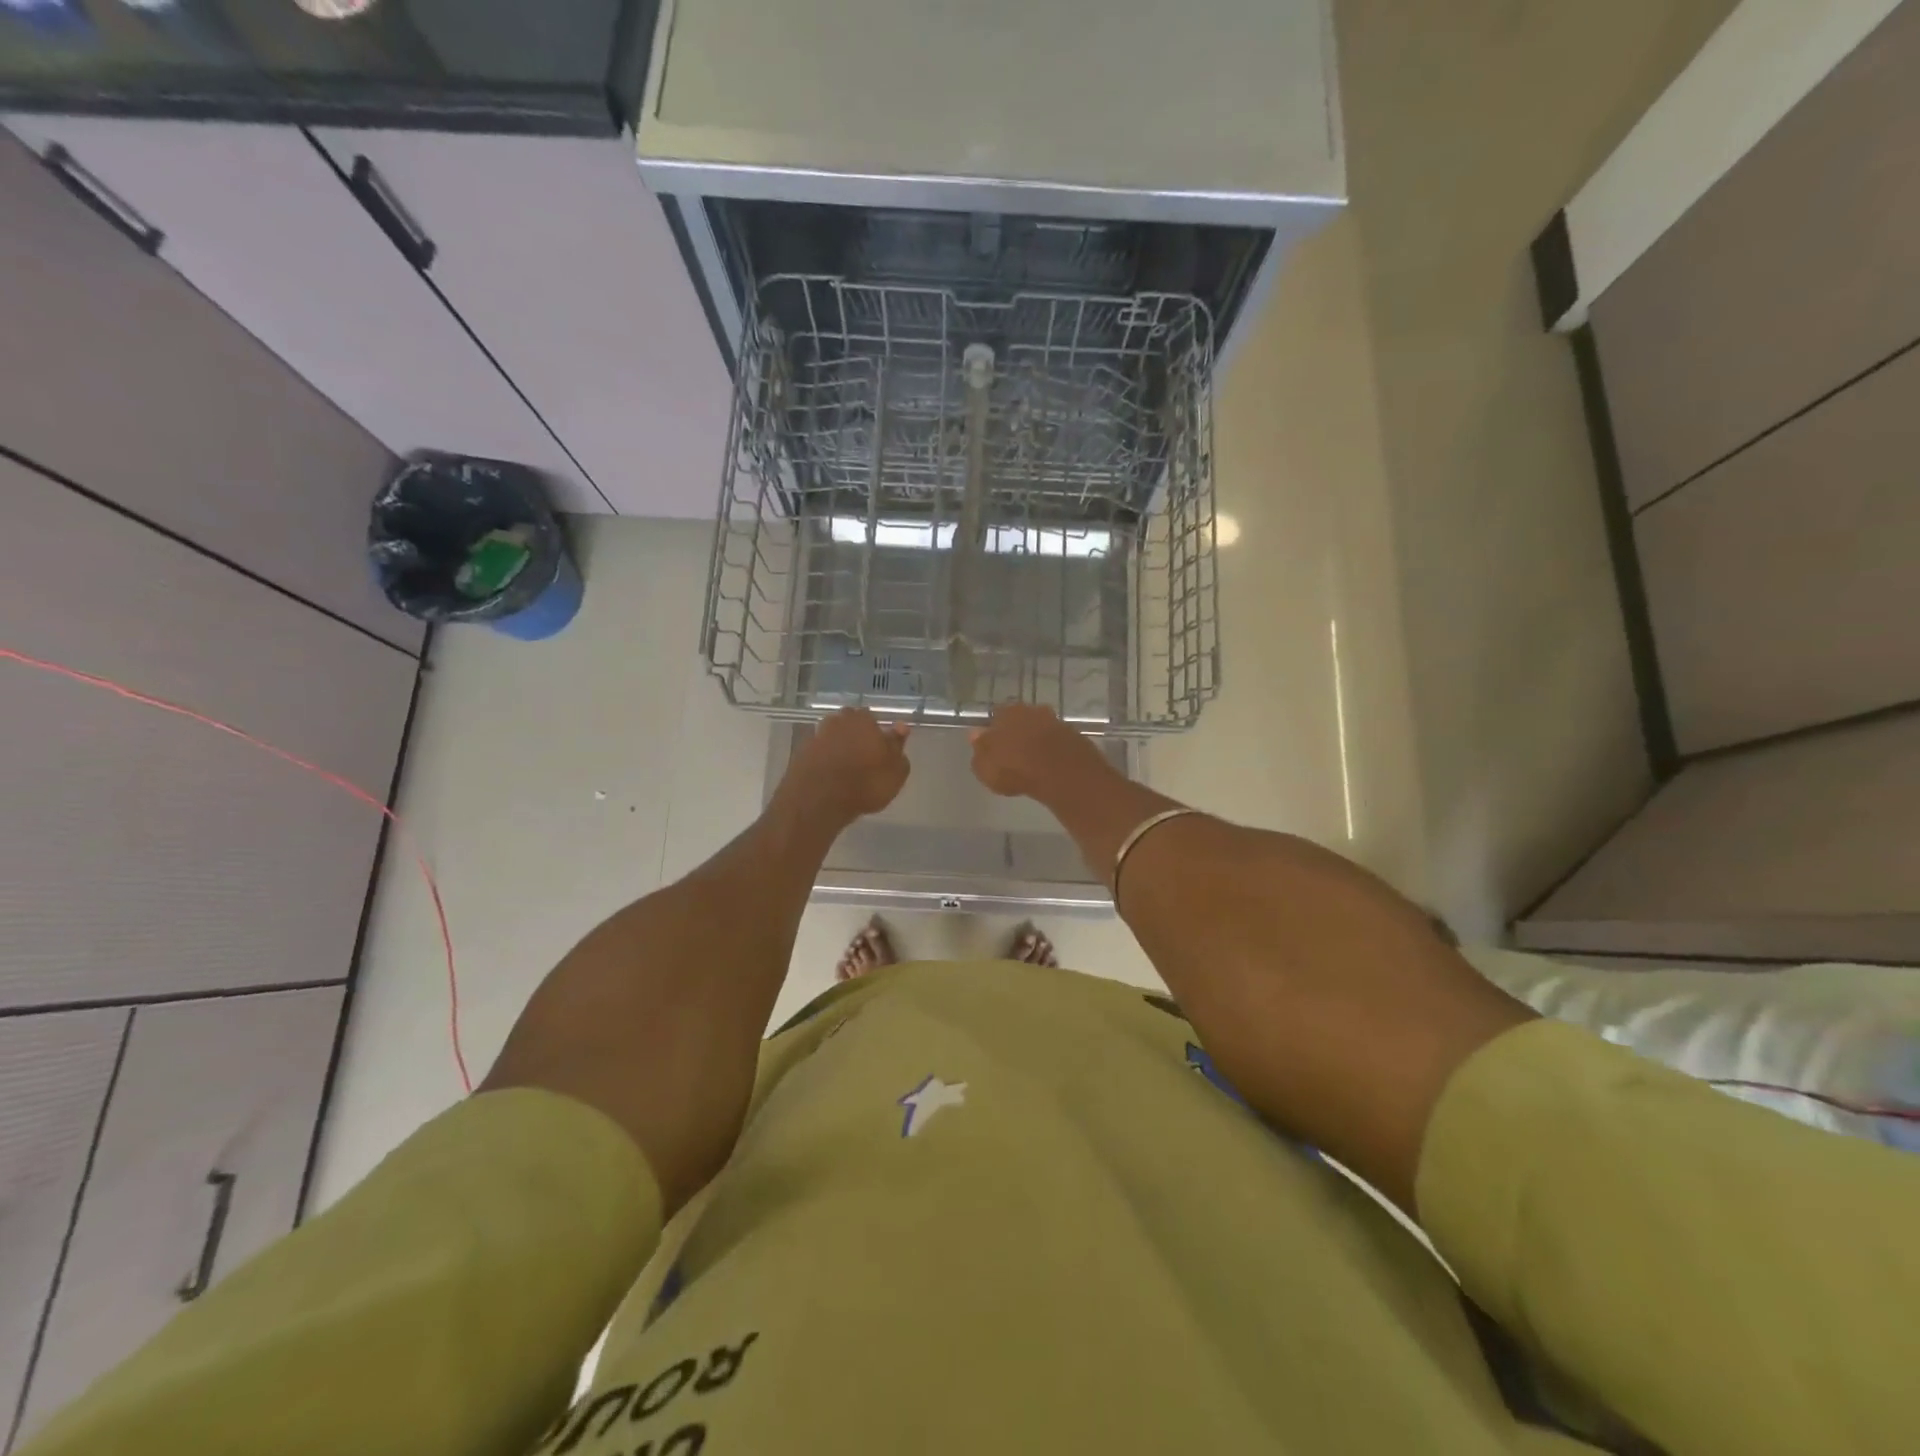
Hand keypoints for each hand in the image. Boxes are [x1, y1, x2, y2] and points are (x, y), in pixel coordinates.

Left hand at [784, 707, 911, 823]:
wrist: (818, 800)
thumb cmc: (865, 783)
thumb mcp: (895, 771)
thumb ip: (898, 746)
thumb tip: (901, 727)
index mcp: (863, 719)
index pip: (872, 719)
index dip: (876, 734)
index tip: (880, 750)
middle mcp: (837, 721)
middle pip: (849, 725)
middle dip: (855, 737)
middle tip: (863, 759)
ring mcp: (816, 736)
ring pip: (832, 738)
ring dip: (838, 749)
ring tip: (846, 772)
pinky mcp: (799, 754)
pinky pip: (818, 754)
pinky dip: (824, 762)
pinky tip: (830, 779)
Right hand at [969, 704, 1117, 803]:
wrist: (1063, 773)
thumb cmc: (1015, 769)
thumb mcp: (985, 768)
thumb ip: (979, 750)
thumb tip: (975, 735)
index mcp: (1006, 712)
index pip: (995, 716)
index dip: (994, 731)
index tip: (994, 746)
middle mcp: (1031, 710)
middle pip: (1020, 719)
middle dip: (1017, 732)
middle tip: (1013, 753)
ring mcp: (1056, 721)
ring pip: (1040, 728)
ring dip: (1036, 740)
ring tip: (1032, 761)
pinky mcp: (1074, 736)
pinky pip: (1057, 742)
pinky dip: (1053, 750)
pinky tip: (1051, 765)